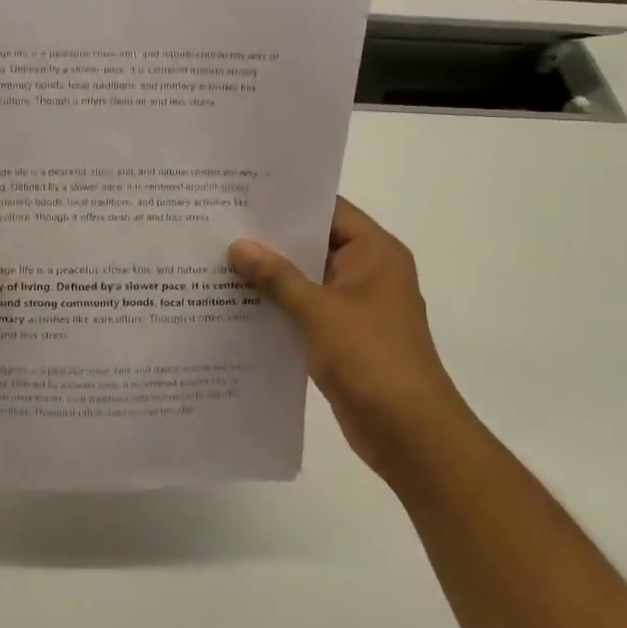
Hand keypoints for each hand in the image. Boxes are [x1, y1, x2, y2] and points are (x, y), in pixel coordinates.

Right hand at [228, 198, 471, 476]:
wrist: (408, 432)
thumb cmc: (370, 358)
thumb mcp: (317, 311)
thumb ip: (276, 276)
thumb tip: (238, 245)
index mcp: (375, 253)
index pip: (328, 210)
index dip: (287, 201)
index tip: (241, 195)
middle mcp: (368, 272)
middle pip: (314, 243)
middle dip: (270, 240)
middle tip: (218, 226)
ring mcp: (356, 306)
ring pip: (307, 279)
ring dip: (270, 276)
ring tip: (218, 261)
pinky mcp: (344, 336)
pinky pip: (305, 310)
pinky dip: (278, 306)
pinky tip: (236, 305)